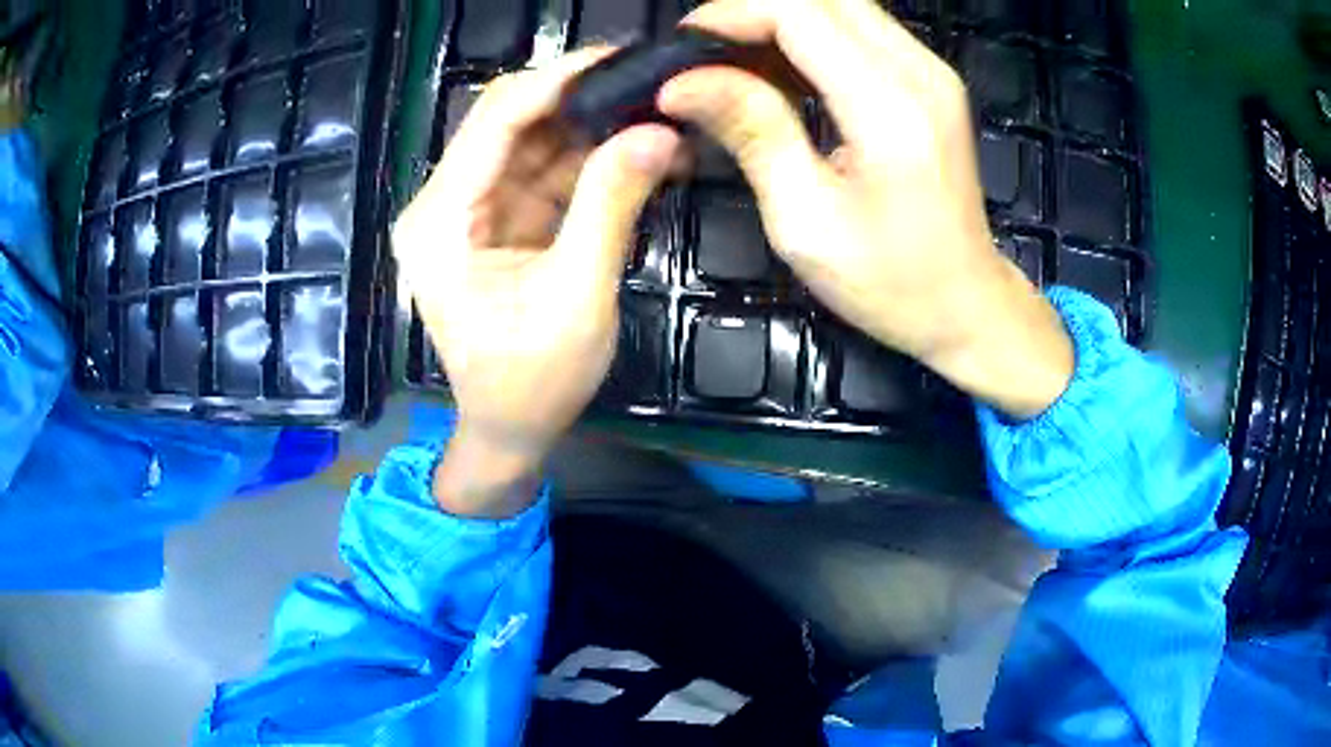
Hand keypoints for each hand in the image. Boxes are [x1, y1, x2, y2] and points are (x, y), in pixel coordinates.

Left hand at [393, 50, 680, 516]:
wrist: (510, 432)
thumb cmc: (532, 383)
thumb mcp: (577, 297)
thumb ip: (610, 207)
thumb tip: (658, 134)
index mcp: (440, 220)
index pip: (495, 120)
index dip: (556, 80)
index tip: (620, 58)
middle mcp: (444, 204)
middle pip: (510, 122)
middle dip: (578, 98)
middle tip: (647, 81)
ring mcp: (470, 211)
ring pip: (532, 143)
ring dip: (591, 127)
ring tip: (654, 110)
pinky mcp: (498, 222)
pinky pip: (543, 174)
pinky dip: (589, 161)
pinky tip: (636, 150)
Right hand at [658, 0, 1072, 418]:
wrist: (967, 305)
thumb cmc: (890, 282)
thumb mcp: (806, 220)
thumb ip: (752, 132)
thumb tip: (683, 83)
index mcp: (890, 108)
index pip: (800, 13)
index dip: (733, 14)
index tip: (685, 48)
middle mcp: (920, 72)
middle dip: (752, 11)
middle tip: (705, 53)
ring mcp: (931, 71)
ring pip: (841, 6)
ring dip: (780, 21)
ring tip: (735, 64)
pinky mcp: (930, 79)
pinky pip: (861, 29)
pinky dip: (811, 36)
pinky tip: (782, 72)